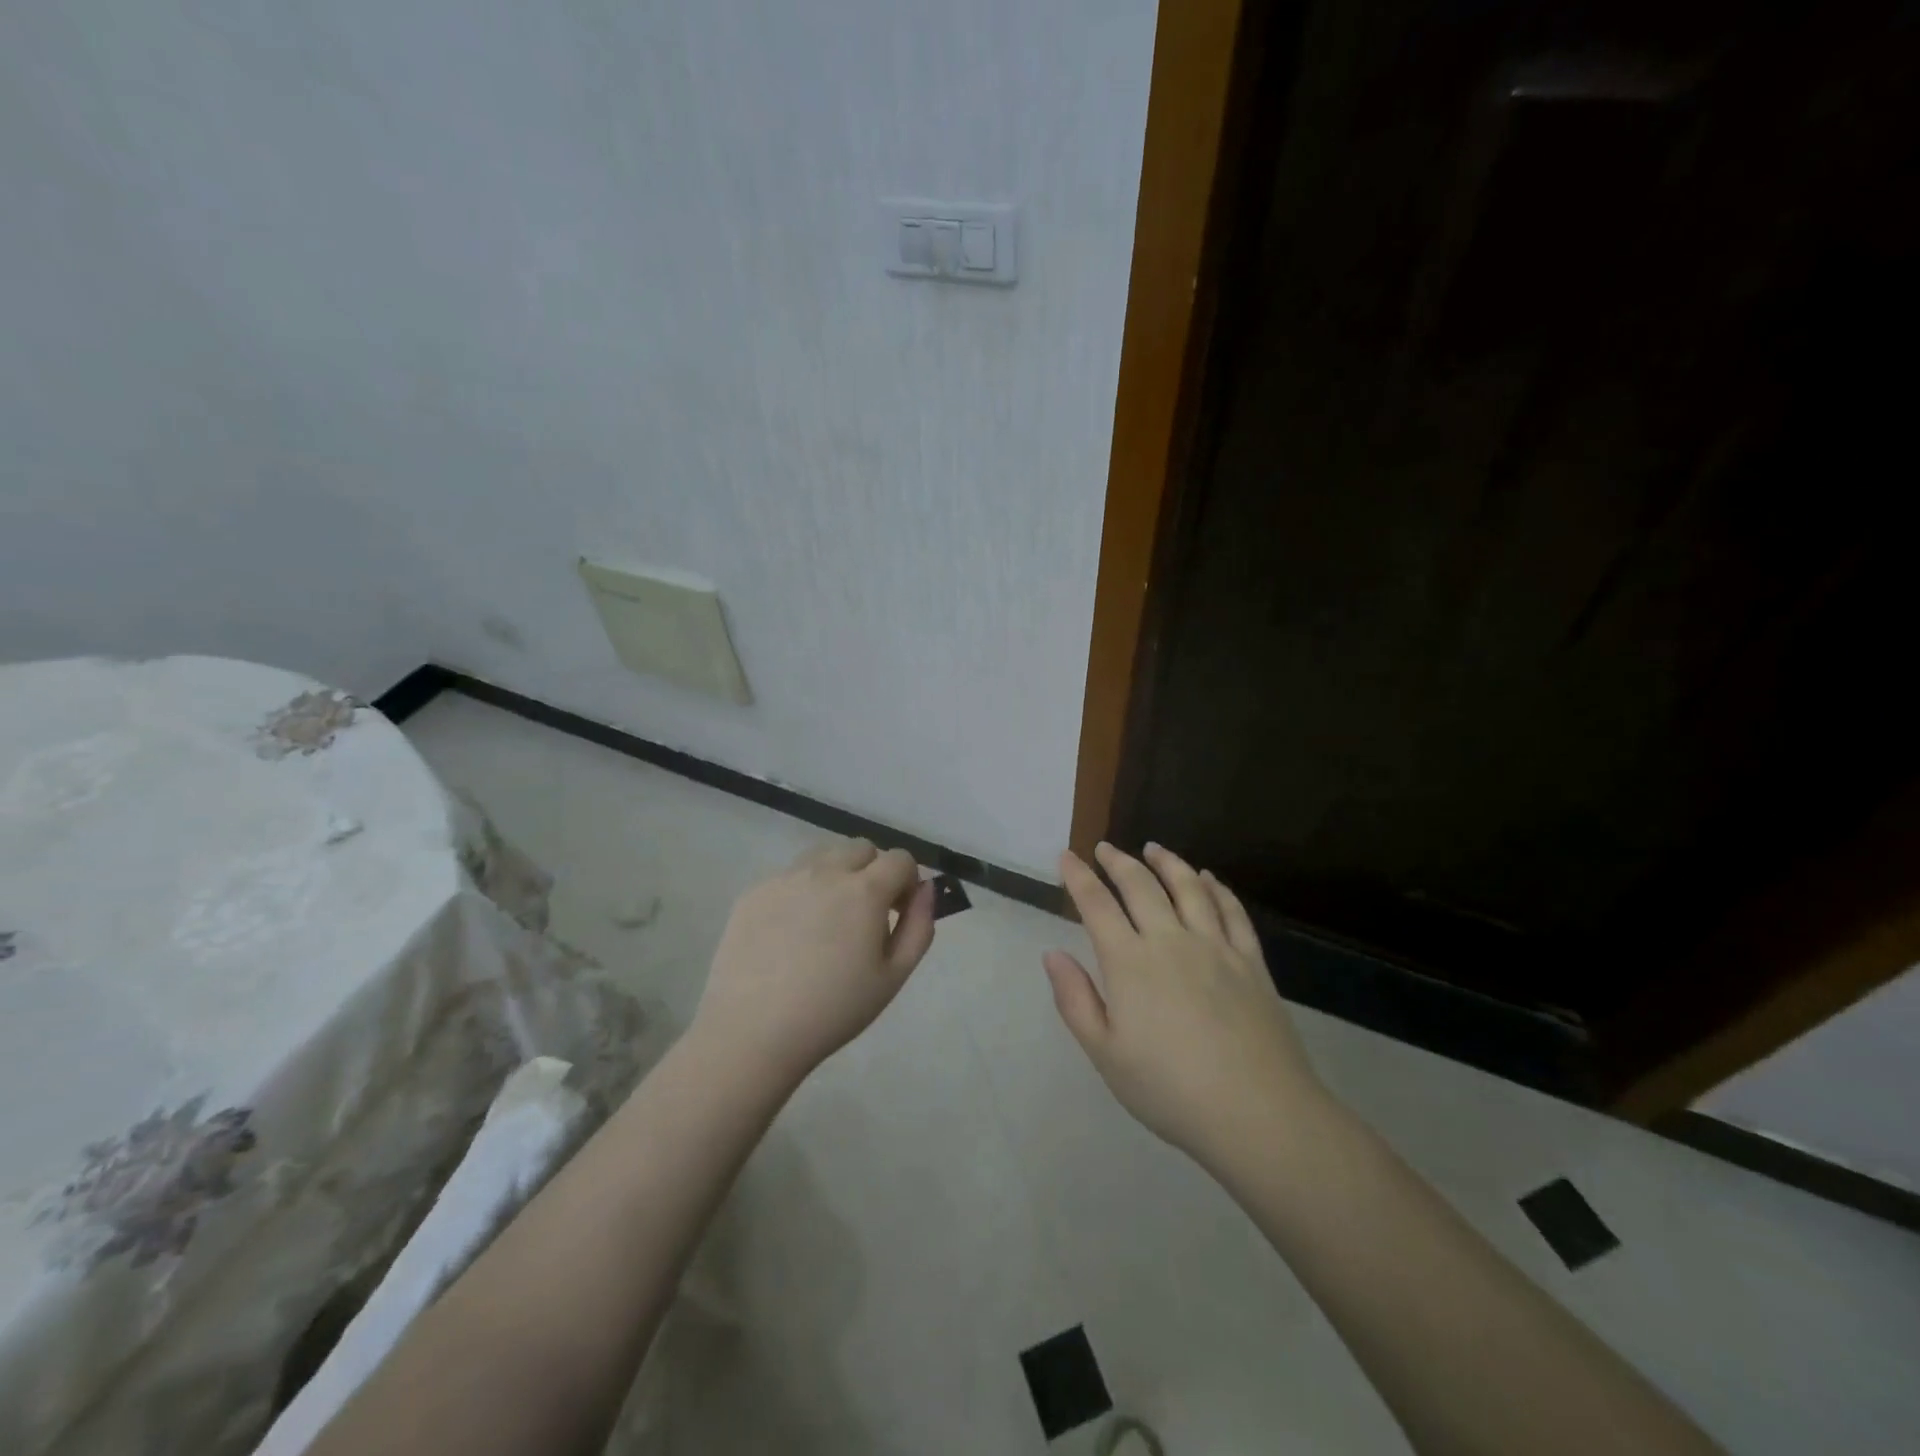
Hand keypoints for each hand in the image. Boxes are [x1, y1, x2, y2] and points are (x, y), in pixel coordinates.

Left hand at [693, 838, 936, 1091]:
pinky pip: (789, 876)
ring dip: (837, 873)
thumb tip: (926, 889)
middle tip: (866, 914)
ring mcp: (785, 878)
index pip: (900, 859)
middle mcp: (825, 871)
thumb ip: (919, 925)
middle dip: (873, 871)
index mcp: (864, 890)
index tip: (898, 912)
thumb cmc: (833, 1010)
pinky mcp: (754, 892)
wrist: (752, 1032)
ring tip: (828, 918)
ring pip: (823, 855)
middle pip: (861, 849)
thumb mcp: (893, 976)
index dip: (907, 881)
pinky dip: (802, 891)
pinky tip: (791, 934)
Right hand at [1044, 842, 1326, 1167]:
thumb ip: (1075, 1000)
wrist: (1258, 1113)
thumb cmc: (1169, 1090)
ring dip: (1168, 863)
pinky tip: (1209, 879)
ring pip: (1189, 888)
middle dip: (1118, 862)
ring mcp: (1216, 947)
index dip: (1079, 878)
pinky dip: (1217, 889)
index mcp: (1130, 963)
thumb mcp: (1106, 1055)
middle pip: (1141, 886)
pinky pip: (1232, 912)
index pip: (1097, 906)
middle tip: (1105, 848)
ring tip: (1154, 848)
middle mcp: (1171, 941)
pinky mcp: (1251, 962)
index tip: (1066, 856)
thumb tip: (1052, 955)